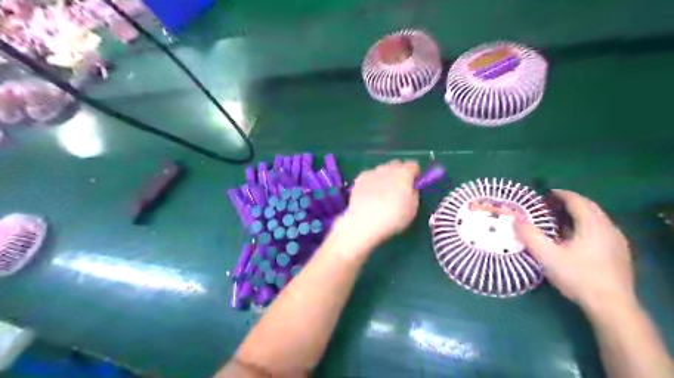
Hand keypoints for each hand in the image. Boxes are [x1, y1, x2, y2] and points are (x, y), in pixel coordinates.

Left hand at [341, 161, 418, 249]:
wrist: (365, 222)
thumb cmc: (394, 217)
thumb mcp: (413, 208)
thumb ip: (414, 193)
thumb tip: (411, 189)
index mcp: (404, 173)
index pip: (414, 166)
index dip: (415, 175)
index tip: (413, 186)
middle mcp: (388, 168)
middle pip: (397, 165)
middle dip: (399, 174)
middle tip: (398, 190)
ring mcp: (372, 172)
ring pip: (382, 170)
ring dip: (385, 178)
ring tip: (381, 195)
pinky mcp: (359, 179)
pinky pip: (370, 177)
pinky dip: (372, 183)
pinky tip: (370, 196)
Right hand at [515, 191, 634, 313]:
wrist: (611, 305)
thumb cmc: (578, 276)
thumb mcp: (547, 256)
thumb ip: (530, 236)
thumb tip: (515, 220)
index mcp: (593, 225)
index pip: (577, 201)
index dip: (561, 194)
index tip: (546, 194)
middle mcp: (608, 228)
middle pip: (589, 207)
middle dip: (569, 203)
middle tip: (550, 205)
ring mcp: (616, 241)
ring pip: (596, 219)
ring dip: (578, 215)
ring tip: (559, 220)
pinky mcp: (618, 253)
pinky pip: (600, 230)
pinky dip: (585, 226)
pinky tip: (575, 239)